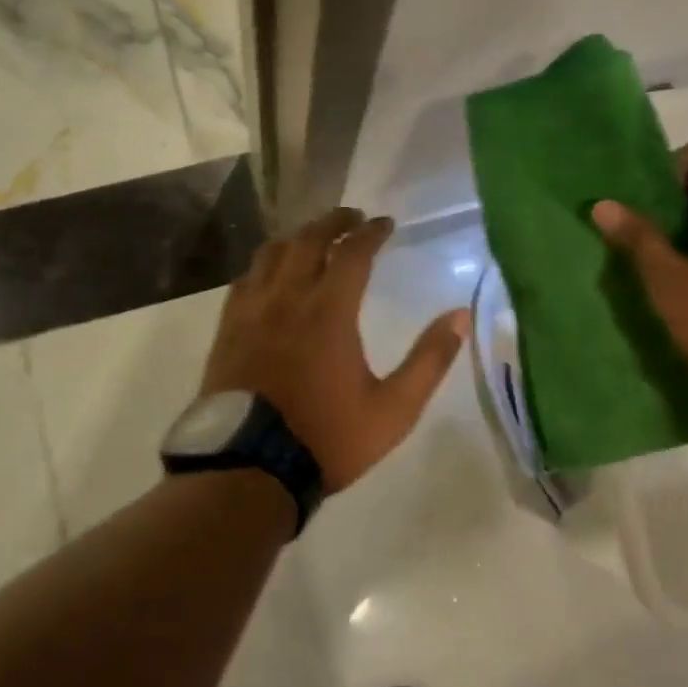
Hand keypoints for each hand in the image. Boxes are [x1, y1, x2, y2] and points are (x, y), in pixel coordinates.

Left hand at [202, 208, 470, 492]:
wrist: (249, 469)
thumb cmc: (327, 438)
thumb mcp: (394, 409)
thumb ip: (429, 360)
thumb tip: (460, 316)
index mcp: (329, 311)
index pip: (353, 252)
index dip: (371, 232)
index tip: (385, 223)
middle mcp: (287, 298)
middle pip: (308, 240)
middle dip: (333, 221)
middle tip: (352, 217)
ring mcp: (251, 312)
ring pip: (272, 253)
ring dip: (298, 237)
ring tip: (314, 237)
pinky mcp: (227, 330)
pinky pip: (245, 280)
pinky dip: (265, 265)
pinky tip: (271, 274)